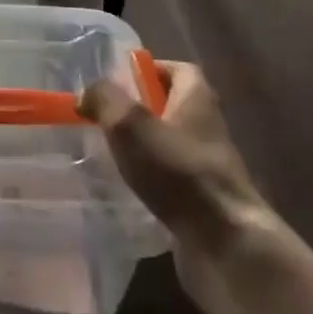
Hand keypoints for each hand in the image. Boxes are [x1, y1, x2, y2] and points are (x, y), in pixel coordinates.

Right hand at [80, 62, 285, 313]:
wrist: (225, 244)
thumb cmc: (178, 172)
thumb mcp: (130, 125)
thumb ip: (105, 99)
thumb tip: (87, 93)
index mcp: (197, 100)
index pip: (179, 70)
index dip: (150, 69)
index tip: (118, 80)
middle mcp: (207, 128)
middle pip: (173, 106)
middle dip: (140, 109)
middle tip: (104, 117)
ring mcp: (208, 167)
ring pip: (170, 144)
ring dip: (143, 146)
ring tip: (108, 153)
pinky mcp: (203, 201)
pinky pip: (172, 179)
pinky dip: (150, 179)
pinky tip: (127, 189)